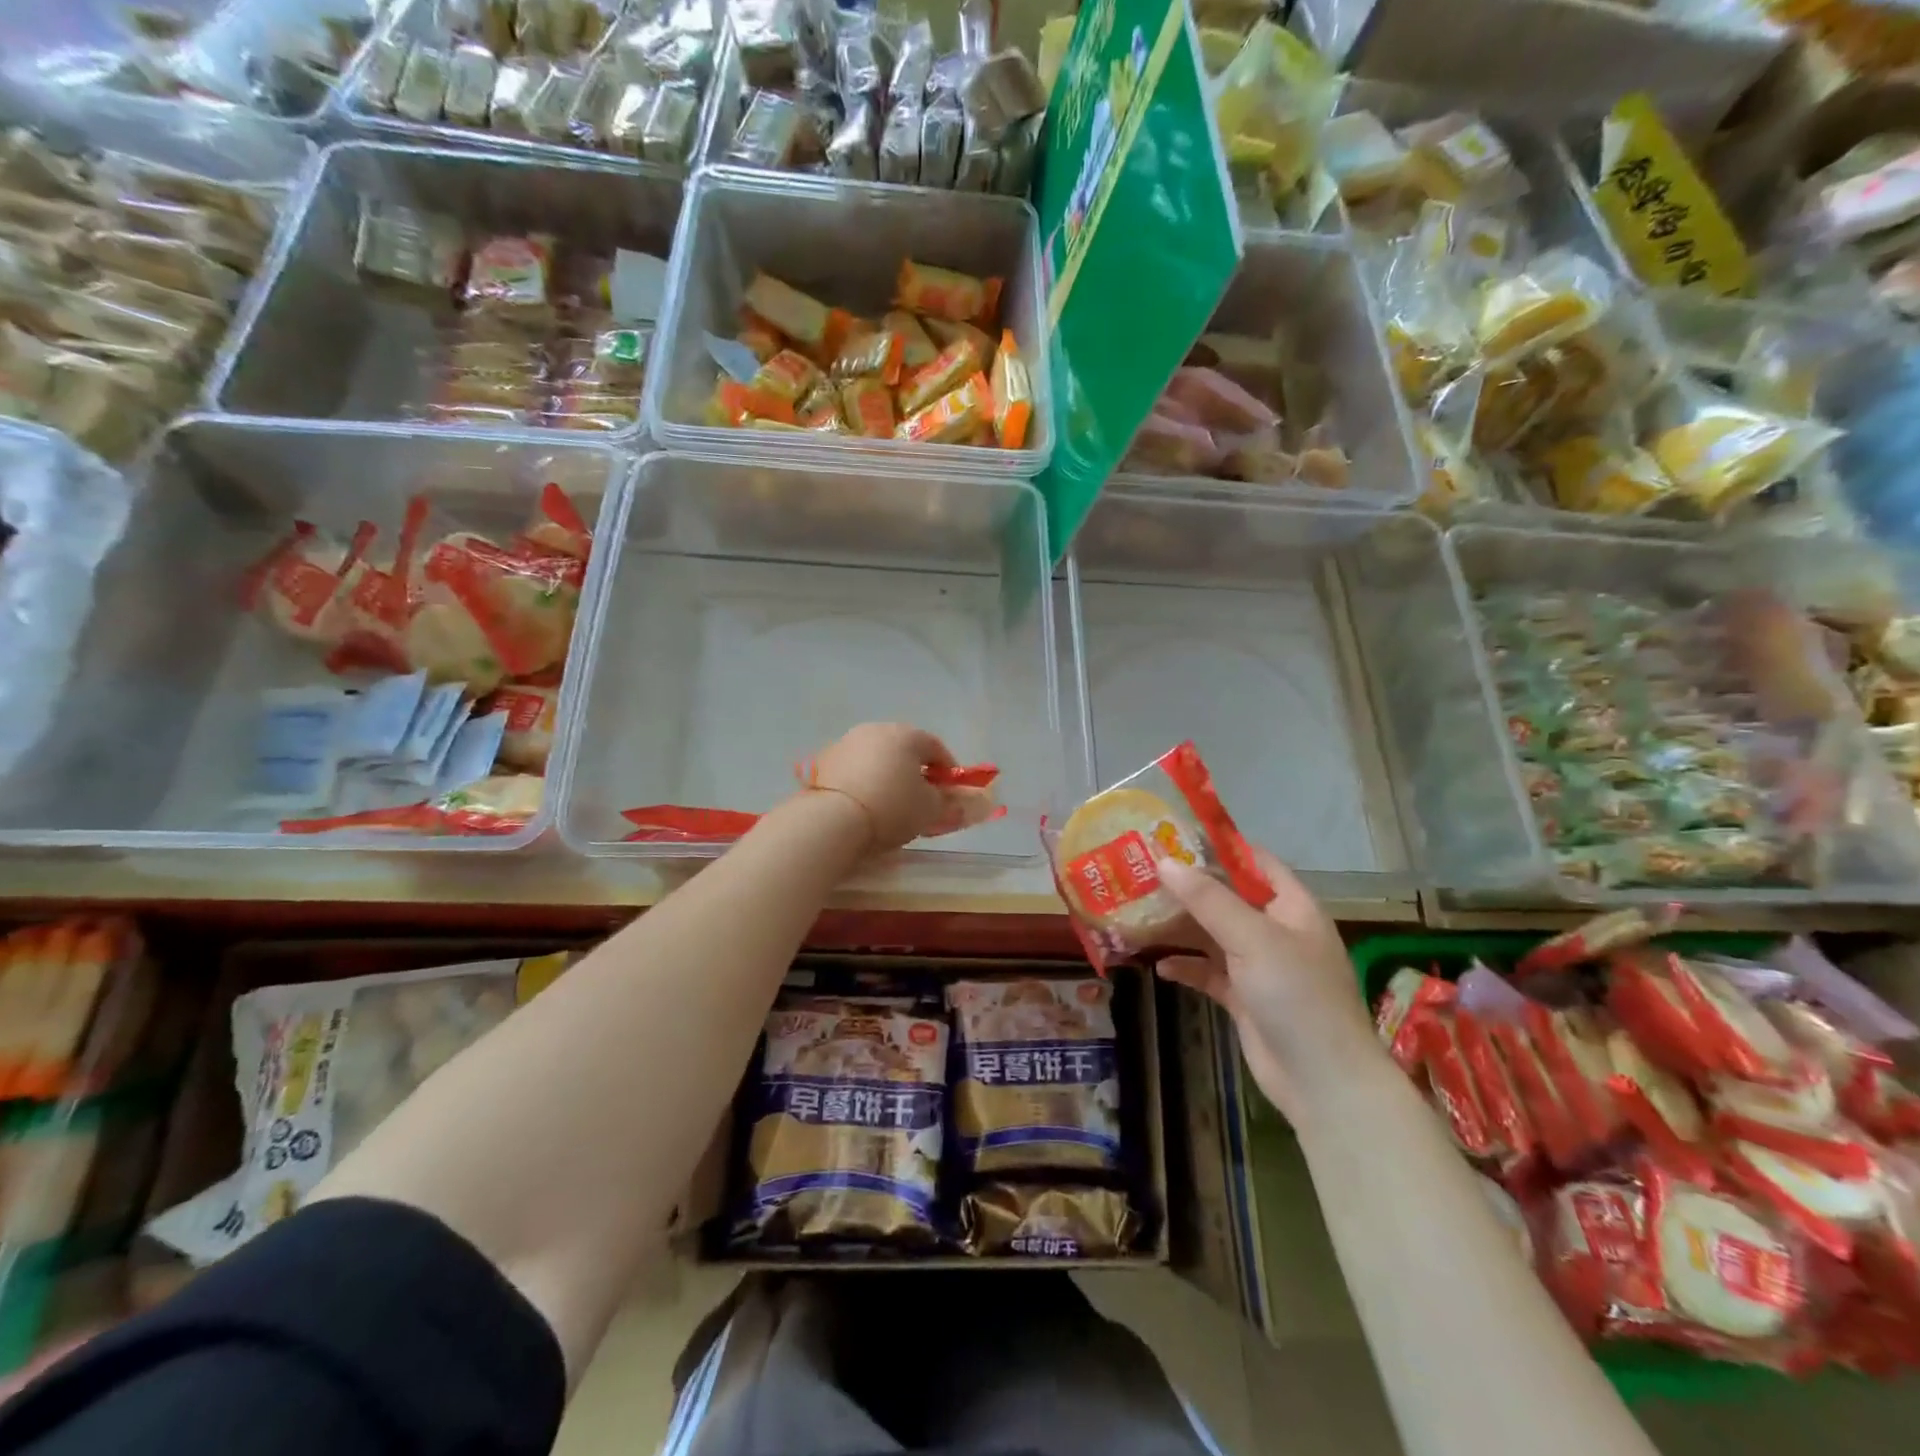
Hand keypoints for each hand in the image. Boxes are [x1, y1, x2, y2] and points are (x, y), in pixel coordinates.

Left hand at [805, 723, 958, 851]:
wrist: (833, 819)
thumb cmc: (892, 808)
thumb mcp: (930, 810)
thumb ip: (950, 803)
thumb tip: (960, 801)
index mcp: (907, 735)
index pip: (936, 747)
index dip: (948, 769)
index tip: (951, 791)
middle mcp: (876, 729)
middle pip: (904, 748)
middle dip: (915, 770)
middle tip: (921, 797)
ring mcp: (847, 742)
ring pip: (877, 756)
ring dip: (887, 773)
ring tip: (889, 801)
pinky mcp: (824, 760)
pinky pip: (854, 768)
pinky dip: (863, 780)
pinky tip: (864, 802)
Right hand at [1155, 847, 1375, 1123]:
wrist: (1323, 1081)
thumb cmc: (1296, 995)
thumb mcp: (1252, 938)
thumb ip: (1208, 899)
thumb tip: (1164, 862)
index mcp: (1292, 907)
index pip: (1255, 862)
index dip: (1219, 847)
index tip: (1174, 837)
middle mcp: (1276, 931)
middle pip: (1227, 898)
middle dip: (1188, 888)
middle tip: (1143, 874)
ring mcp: (1260, 966)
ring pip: (1213, 935)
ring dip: (1180, 928)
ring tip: (1138, 914)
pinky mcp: (1244, 998)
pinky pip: (1209, 972)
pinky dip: (1186, 967)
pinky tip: (1158, 966)